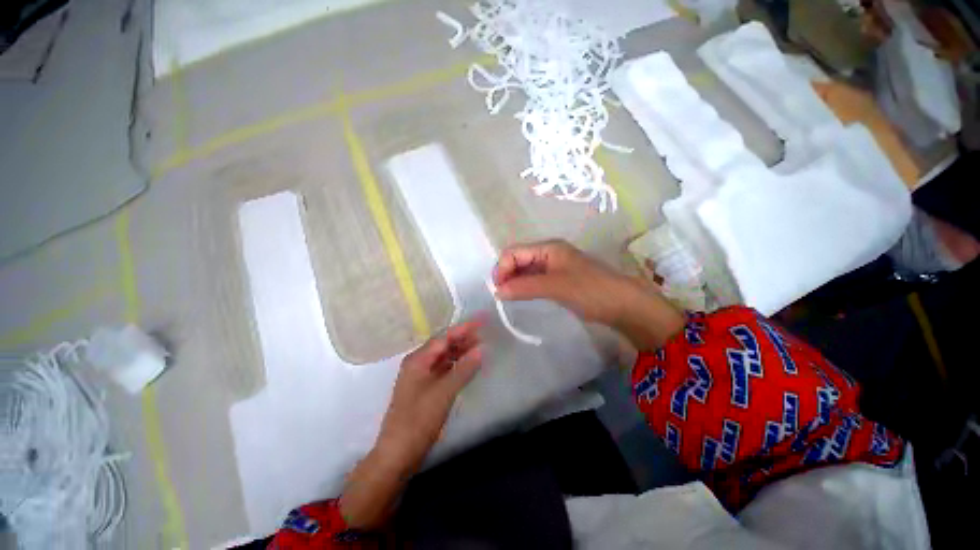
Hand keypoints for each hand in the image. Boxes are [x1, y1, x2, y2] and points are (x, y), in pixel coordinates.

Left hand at [376, 319, 483, 466]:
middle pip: (444, 345)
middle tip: (484, 333)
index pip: (444, 337)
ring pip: (444, 357)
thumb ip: (464, 369)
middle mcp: (418, 364)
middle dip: (463, 338)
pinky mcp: (426, 389)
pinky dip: (457, 365)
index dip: (463, 328)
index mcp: (418, 360)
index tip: (481, 320)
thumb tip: (481, 349)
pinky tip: (469, 365)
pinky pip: (444, 370)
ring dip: (461, 351)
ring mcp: (422, 377)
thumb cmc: (418, 420)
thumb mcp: (444, 393)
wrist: (398, 454)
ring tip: (480, 346)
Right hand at [493, 240, 684, 349]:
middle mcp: (549, 253)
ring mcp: (554, 266)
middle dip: (507, 275)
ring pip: (526, 270)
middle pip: (518, 259)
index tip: (499, 290)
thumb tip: (497, 291)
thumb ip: (525, 287)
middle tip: (503, 296)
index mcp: (548, 248)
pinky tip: (522, 297)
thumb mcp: (555, 287)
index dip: (502, 268)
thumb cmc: (590, 290)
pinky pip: (535, 279)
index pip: (514, 252)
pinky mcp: (558, 280)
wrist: (623, 305)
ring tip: (510, 298)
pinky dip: (525, 287)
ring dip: (515, 282)